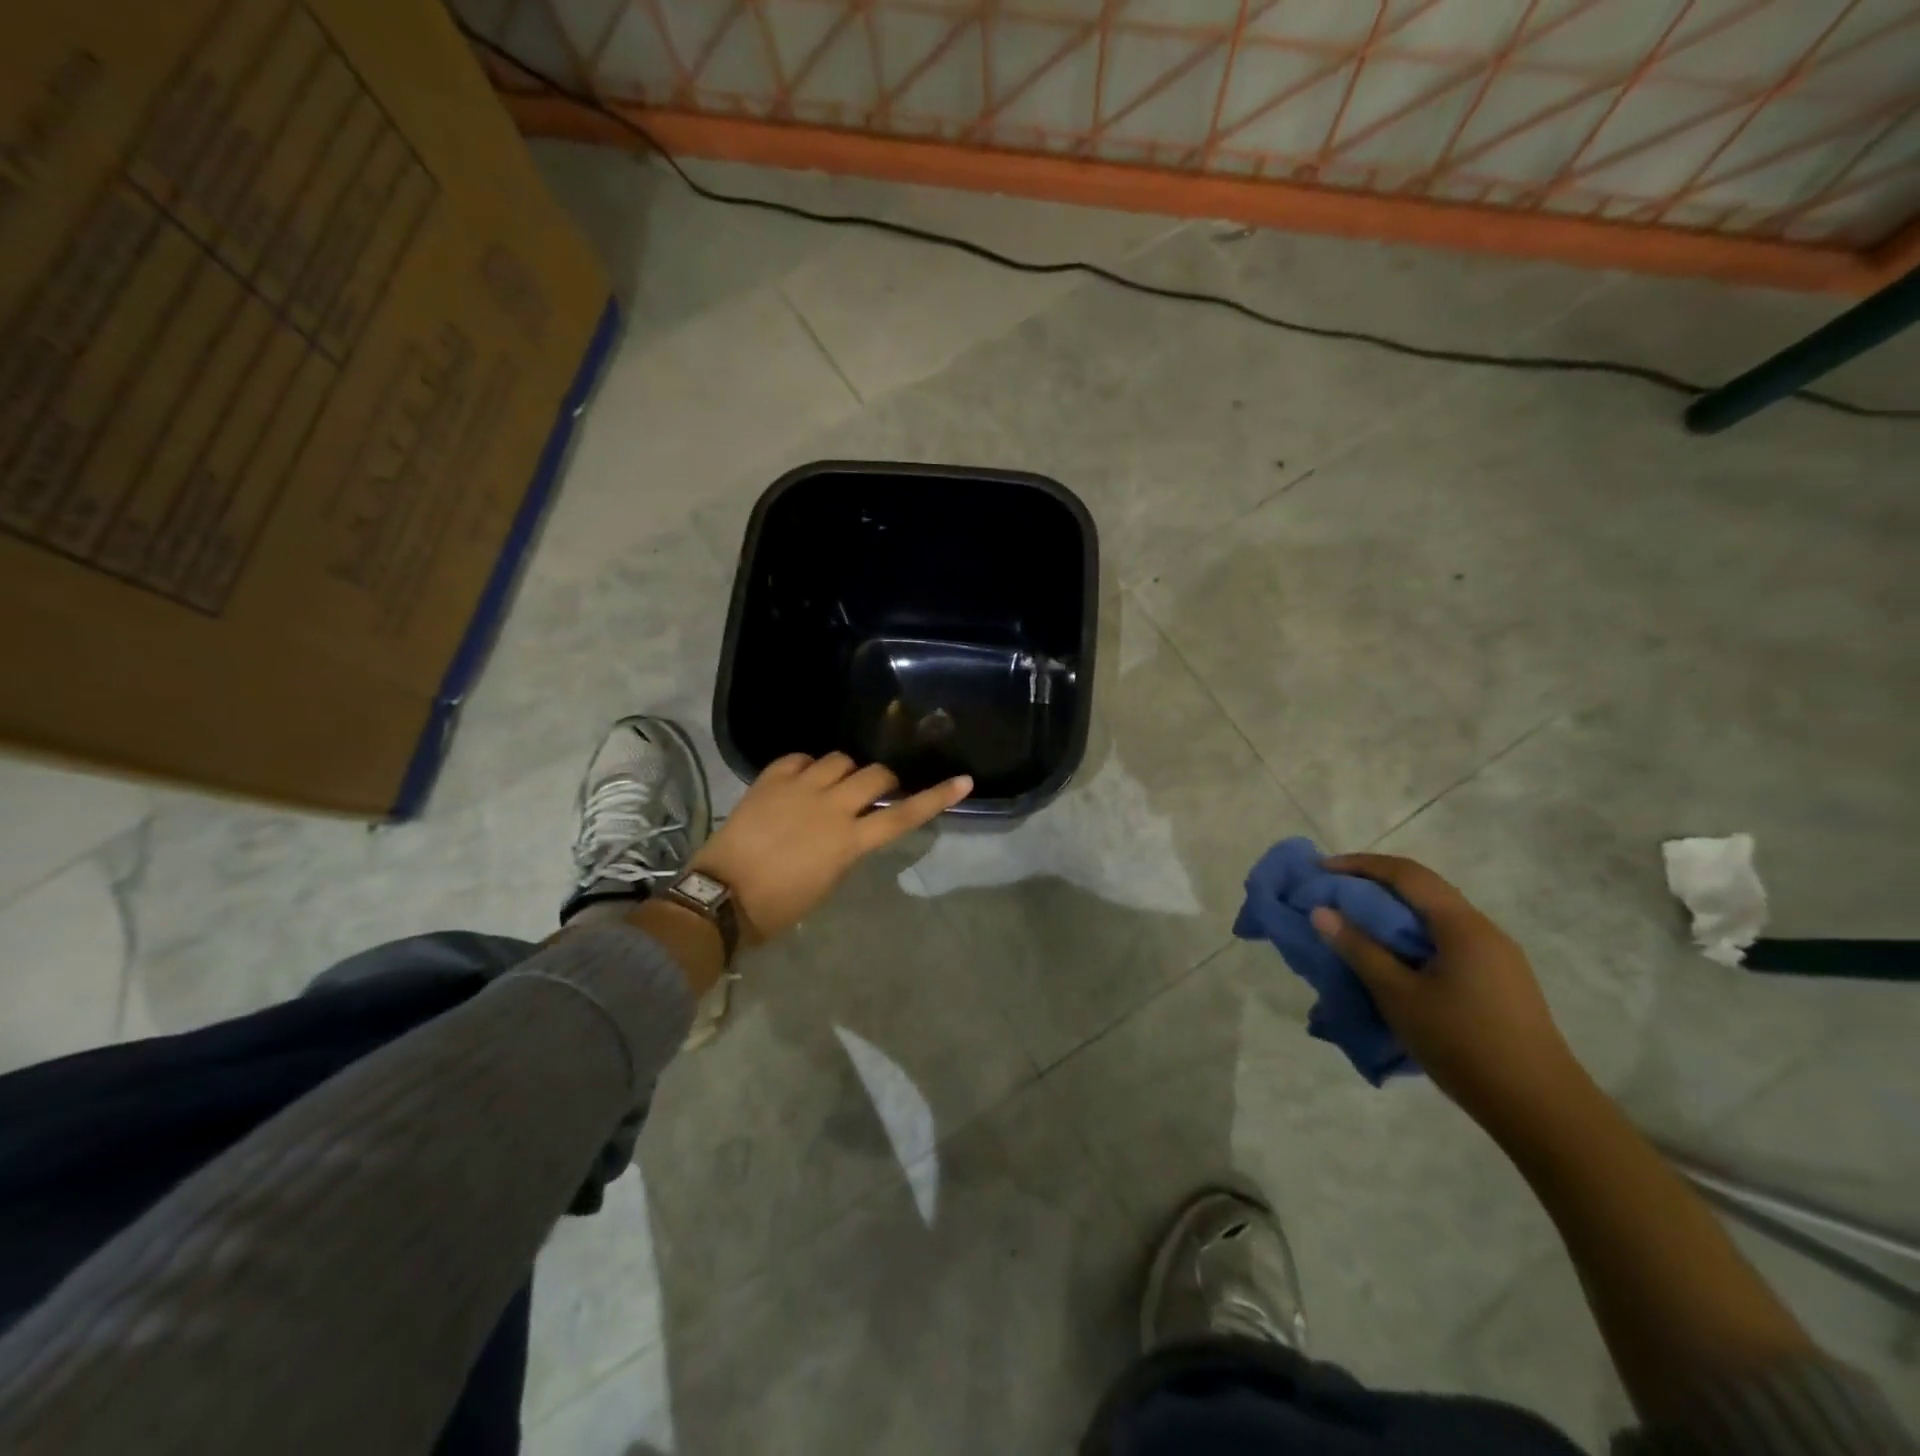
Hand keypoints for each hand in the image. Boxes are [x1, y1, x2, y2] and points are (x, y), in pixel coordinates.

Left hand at [690, 754, 970, 945]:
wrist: (721, 896)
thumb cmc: (779, 905)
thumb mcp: (827, 881)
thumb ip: (847, 848)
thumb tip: (852, 829)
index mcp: (849, 841)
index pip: (902, 815)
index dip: (936, 798)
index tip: (963, 781)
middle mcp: (830, 807)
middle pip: (874, 775)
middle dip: (882, 780)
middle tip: (874, 791)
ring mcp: (799, 788)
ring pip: (839, 759)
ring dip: (845, 770)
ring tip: (833, 784)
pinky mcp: (770, 780)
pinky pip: (799, 757)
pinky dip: (807, 765)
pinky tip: (802, 778)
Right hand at [1310, 853, 1587, 1130]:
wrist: (1540, 1109)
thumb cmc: (1464, 1044)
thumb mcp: (1399, 996)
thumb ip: (1359, 949)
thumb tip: (1321, 912)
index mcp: (1463, 926)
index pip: (1407, 874)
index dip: (1360, 865)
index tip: (1321, 868)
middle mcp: (1484, 930)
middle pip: (1423, 890)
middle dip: (1374, 885)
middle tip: (1332, 894)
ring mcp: (1497, 957)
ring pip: (1436, 917)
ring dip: (1393, 913)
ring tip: (1356, 926)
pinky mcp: (1499, 981)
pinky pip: (1447, 941)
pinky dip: (1412, 937)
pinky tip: (1394, 961)